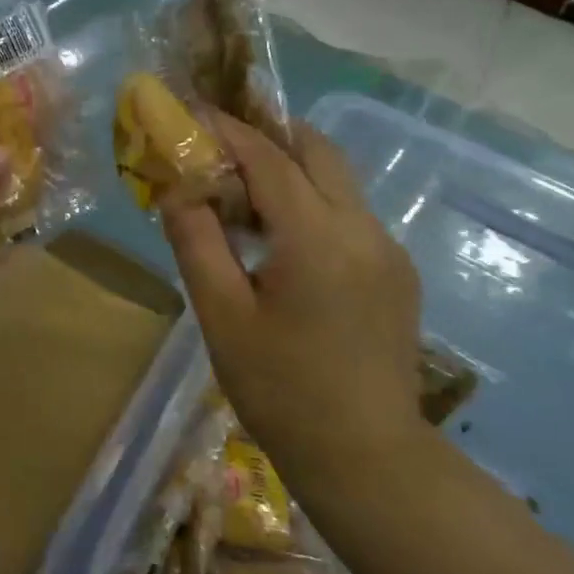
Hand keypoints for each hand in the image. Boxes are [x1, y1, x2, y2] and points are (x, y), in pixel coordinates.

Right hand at [162, 113, 427, 478]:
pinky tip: (280, 241)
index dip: (228, 131)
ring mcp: (387, 250)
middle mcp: (363, 229)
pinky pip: (349, 214)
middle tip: (219, 147)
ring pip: (337, 181)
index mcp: (317, 238)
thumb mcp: (222, 316)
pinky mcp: (396, 272)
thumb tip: (176, 186)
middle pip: (316, 152)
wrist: (366, 459)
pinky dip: (311, 203)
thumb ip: (196, 241)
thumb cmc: (281, 390)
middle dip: (267, 136)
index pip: (269, 159)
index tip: (193, 114)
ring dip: (290, 170)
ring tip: (241, 195)